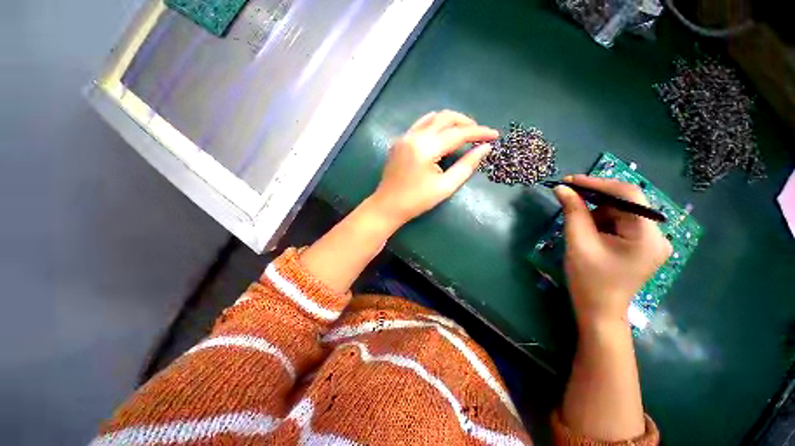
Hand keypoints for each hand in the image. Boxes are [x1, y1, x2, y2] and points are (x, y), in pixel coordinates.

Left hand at [368, 111, 497, 225]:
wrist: (387, 206)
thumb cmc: (416, 201)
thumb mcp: (445, 187)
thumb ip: (466, 166)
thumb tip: (485, 148)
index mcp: (425, 148)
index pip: (458, 133)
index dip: (479, 133)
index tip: (494, 135)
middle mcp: (414, 136)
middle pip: (445, 117)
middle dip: (465, 122)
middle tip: (478, 134)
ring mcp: (404, 137)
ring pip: (432, 117)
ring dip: (450, 121)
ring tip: (463, 132)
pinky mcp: (400, 141)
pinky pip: (421, 124)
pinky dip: (436, 125)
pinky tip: (442, 136)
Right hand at [554, 175, 671, 327]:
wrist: (599, 310)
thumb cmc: (589, 280)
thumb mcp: (578, 243)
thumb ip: (573, 212)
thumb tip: (562, 188)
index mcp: (648, 236)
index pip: (629, 195)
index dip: (598, 184)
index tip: (570, 181)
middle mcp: (657, 235)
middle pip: (626, 203)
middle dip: (595, 200)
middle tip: (568, 197)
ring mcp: (652, 241)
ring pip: (621, 212)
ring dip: (597, 213)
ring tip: (579, 227)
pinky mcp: (642, 245)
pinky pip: (621, 223)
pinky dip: (602, 222)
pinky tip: (589, 233)